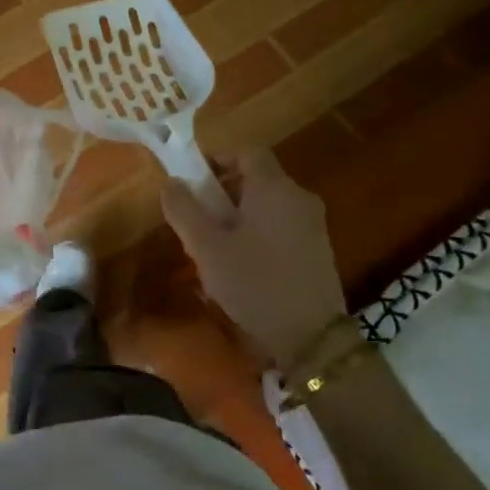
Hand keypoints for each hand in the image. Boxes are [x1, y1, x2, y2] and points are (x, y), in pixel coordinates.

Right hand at [160, 148, 346, 365]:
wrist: (312, 338)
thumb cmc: (255, 283)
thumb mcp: (207, 248)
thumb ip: (184, 210)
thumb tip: (171, 181)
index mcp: (274, 188)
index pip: (247, 152)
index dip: (218, 158)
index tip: (193, 180)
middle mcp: (299, 197)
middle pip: (257, 178)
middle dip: (224, 191)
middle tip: (198, 217)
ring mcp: (313, 225)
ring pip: (268, 204)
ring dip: (239, 214)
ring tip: (215, 245)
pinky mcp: (318, 250)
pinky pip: (281, 225)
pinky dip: (258, 231)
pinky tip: (242, 265)